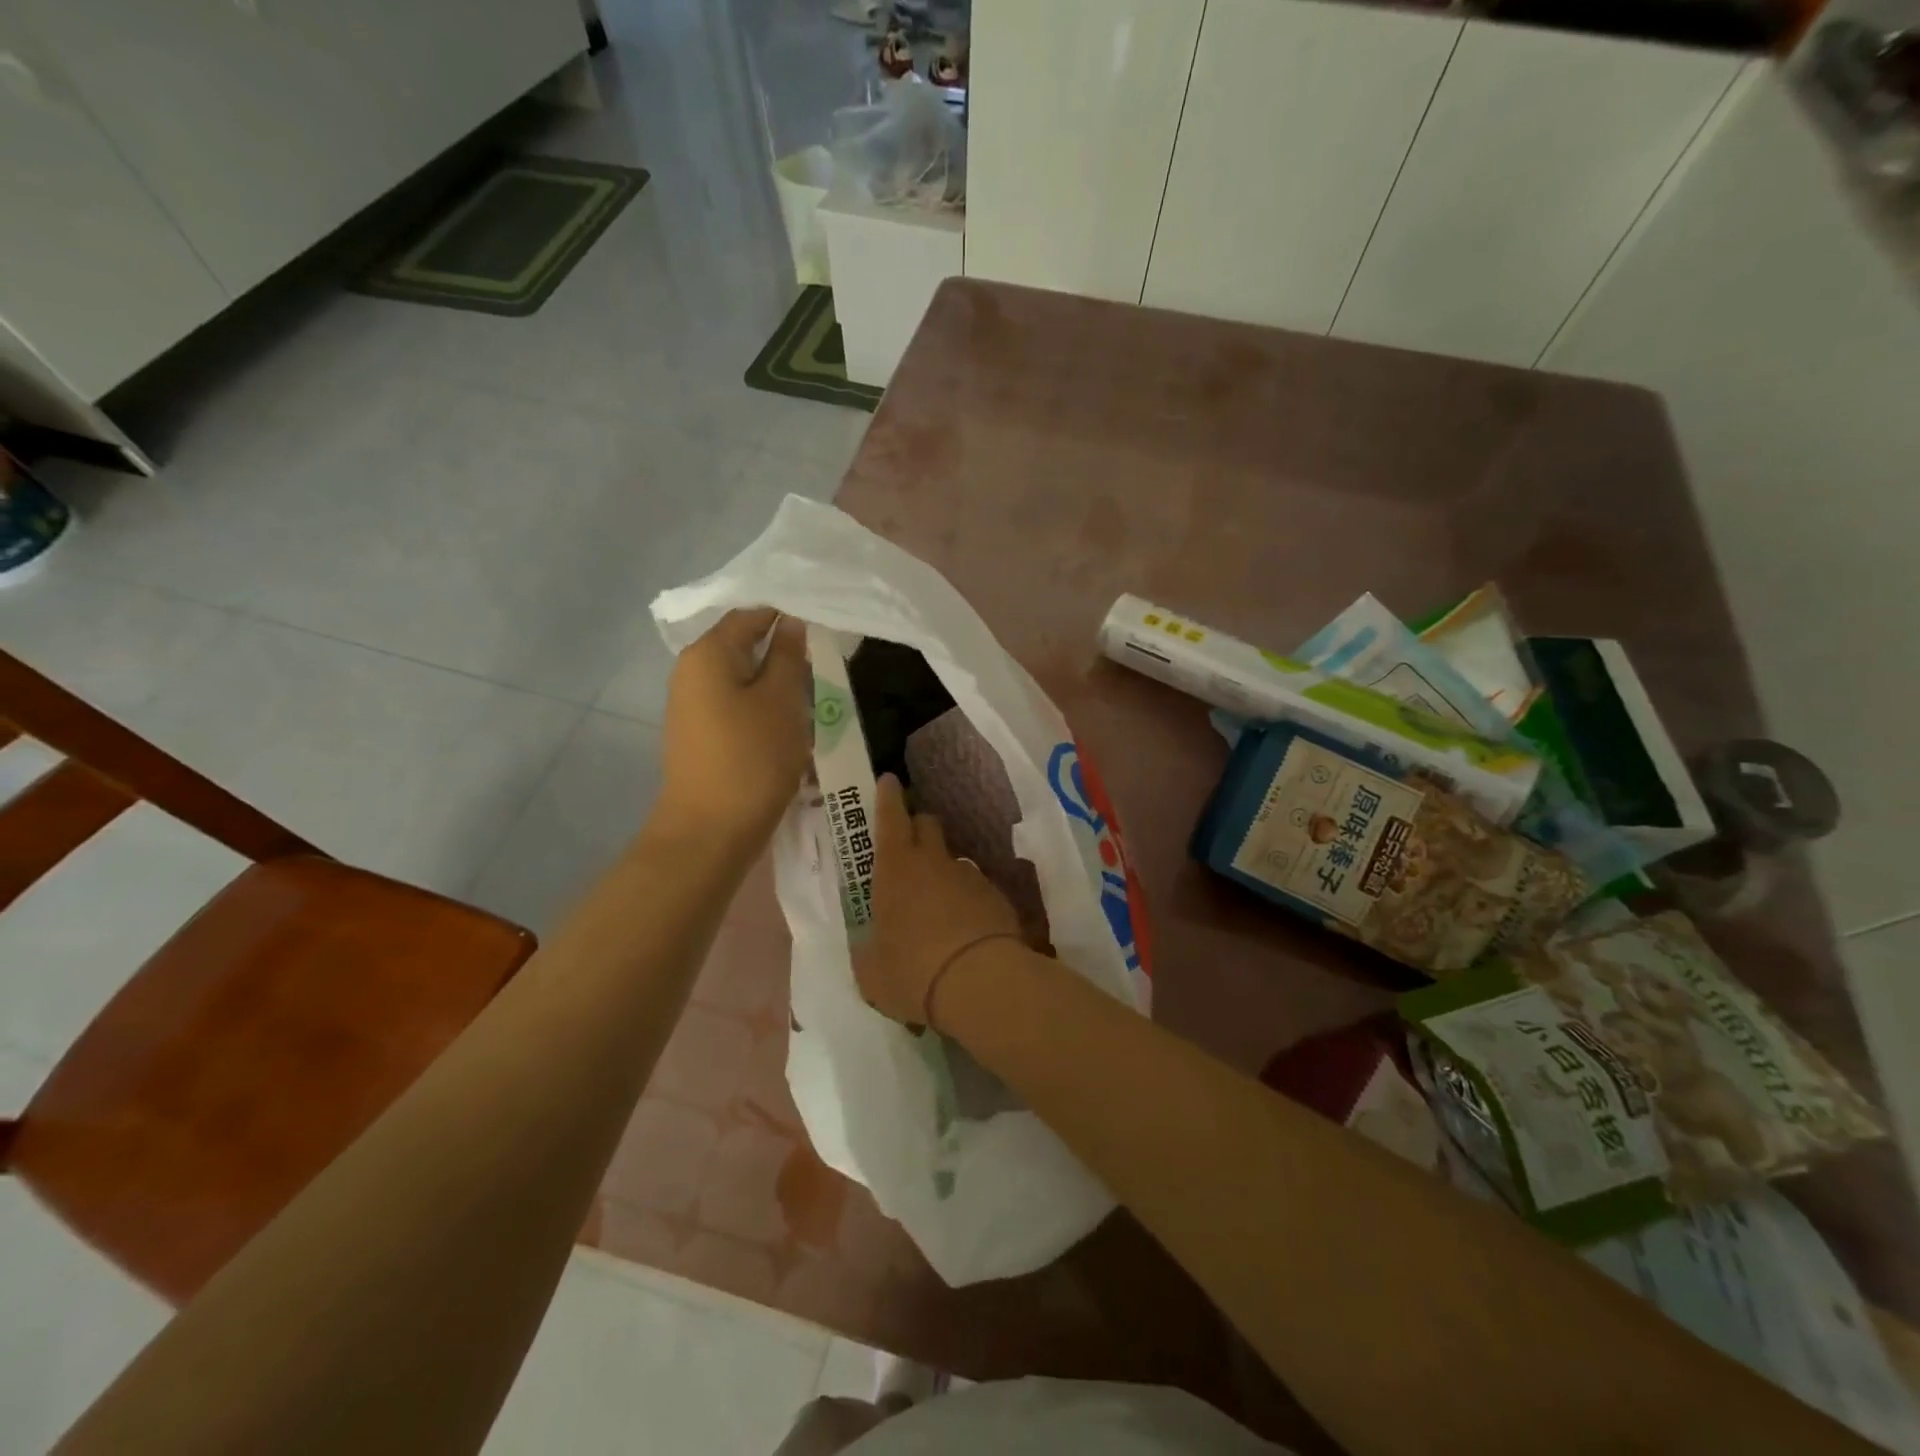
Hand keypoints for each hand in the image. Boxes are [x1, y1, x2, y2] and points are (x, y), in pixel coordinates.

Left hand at [656, 609, 810, 848]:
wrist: (710, 831)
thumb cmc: (751, 758)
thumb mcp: (782, 700)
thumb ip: (788, 655)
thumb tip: (791, 622)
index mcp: (707, 654)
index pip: (751, 614)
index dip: (788, 616)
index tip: (825, 629)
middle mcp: (691, 672)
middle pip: (744, 647)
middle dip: (784, 655)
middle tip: (824, 666)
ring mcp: (691, 706)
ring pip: (743, 680)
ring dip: (777, 686)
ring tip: (813, 698)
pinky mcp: (700, 735)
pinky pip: (736, 707)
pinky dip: (763, 709)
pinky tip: (789, 726)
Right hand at [854, 774, 1021, 1025]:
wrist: (981, 983)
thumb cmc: (912, 972)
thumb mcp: (871, 971)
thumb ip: (868, 951)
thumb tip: (871, 948)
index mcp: (895, 869)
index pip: (890, 818)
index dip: (888, 797)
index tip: (889, 780)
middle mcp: (934, 862)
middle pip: (927, 824)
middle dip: (917, 827)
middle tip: (909, 846)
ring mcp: (969, 876)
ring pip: (953, 859)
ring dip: (943, 872)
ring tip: (939, 906)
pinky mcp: (997, 896)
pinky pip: (977, 888)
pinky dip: (968, 900)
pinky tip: (966, 929)